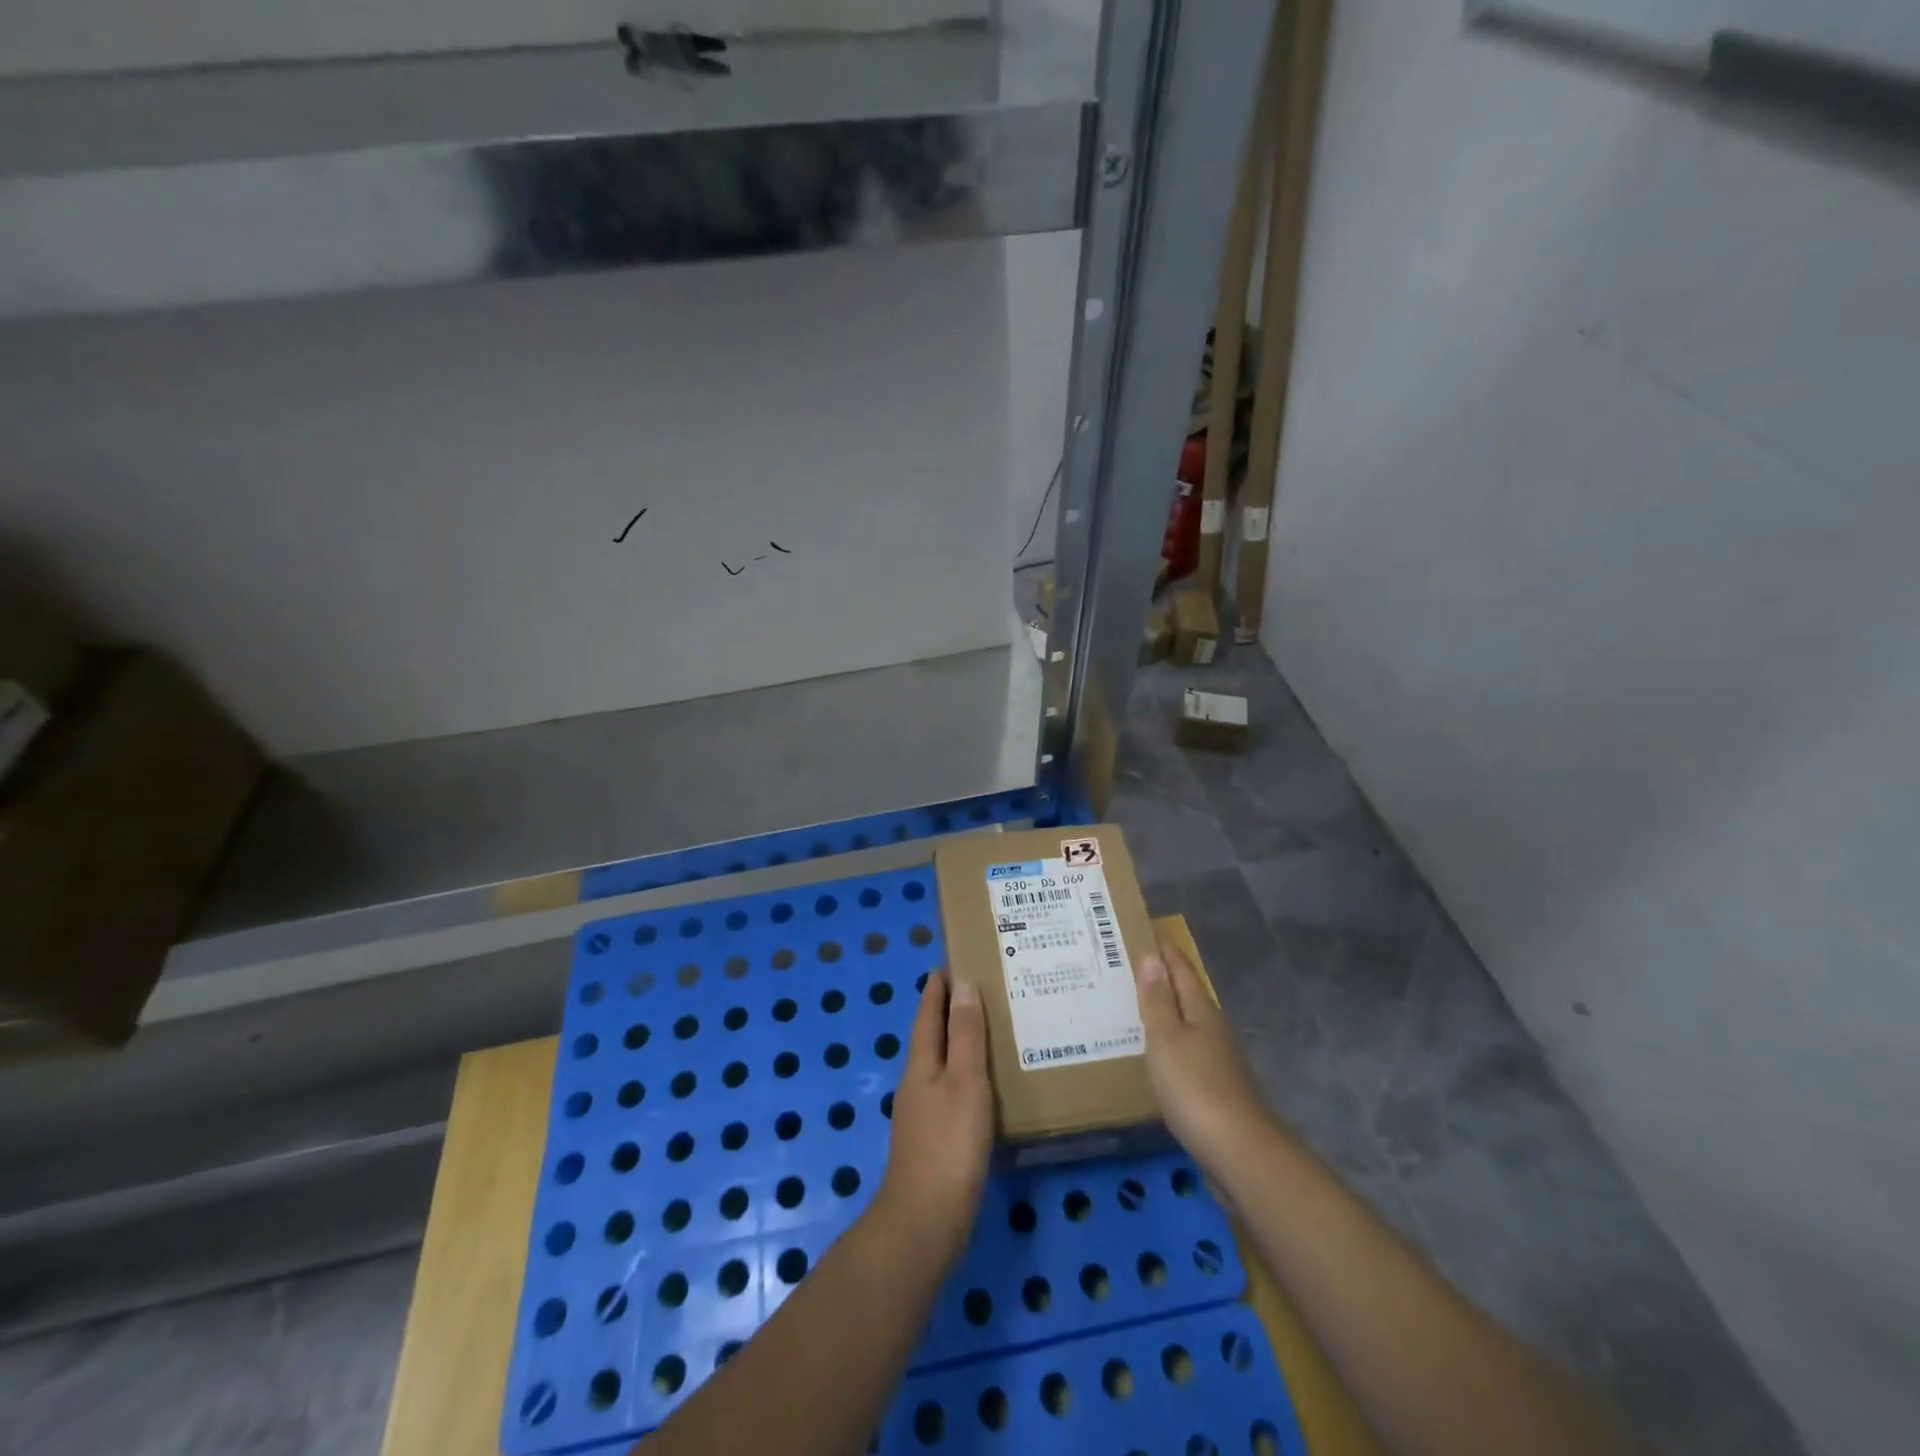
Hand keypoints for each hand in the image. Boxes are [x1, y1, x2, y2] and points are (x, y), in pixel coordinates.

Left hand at [872, 971, 992, 1268]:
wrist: (925, 1222)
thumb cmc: (949, 1144)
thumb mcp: (964, 1081)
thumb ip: (964, 1035)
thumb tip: (961, 984)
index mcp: (921, 1063)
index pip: (927, 1013)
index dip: (936, 988)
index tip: (951, 962)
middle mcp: (917, 1082)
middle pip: (932, 1036)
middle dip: (950, 1011)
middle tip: (981, 988)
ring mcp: (923, 1113)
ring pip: (942, 1064)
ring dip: (960, 1043)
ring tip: (991, 1030)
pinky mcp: (935, 1139)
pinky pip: (952, 1091)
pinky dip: (967, 1075)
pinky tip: (987, 1086)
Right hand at [1134, 936, 1273, 1177]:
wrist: (1238, 1151)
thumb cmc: (1195, 1087)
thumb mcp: (1166, 1038)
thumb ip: (1157, 1000)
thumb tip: (1152, 957)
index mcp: (1202, 1011)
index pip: (1182, 971)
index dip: (1166, 951)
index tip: (1148, 931)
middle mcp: (1213, 1029)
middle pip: (1187, 995)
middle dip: (1163, 980)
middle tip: (1130, 966)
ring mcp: (1218, 1061)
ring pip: (1187, 1025)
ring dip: (1165, 1013)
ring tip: (1134, 1007)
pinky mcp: (1215, 1090)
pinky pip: (1187, 1053)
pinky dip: (1169, 1045)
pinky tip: (1154, 1054)